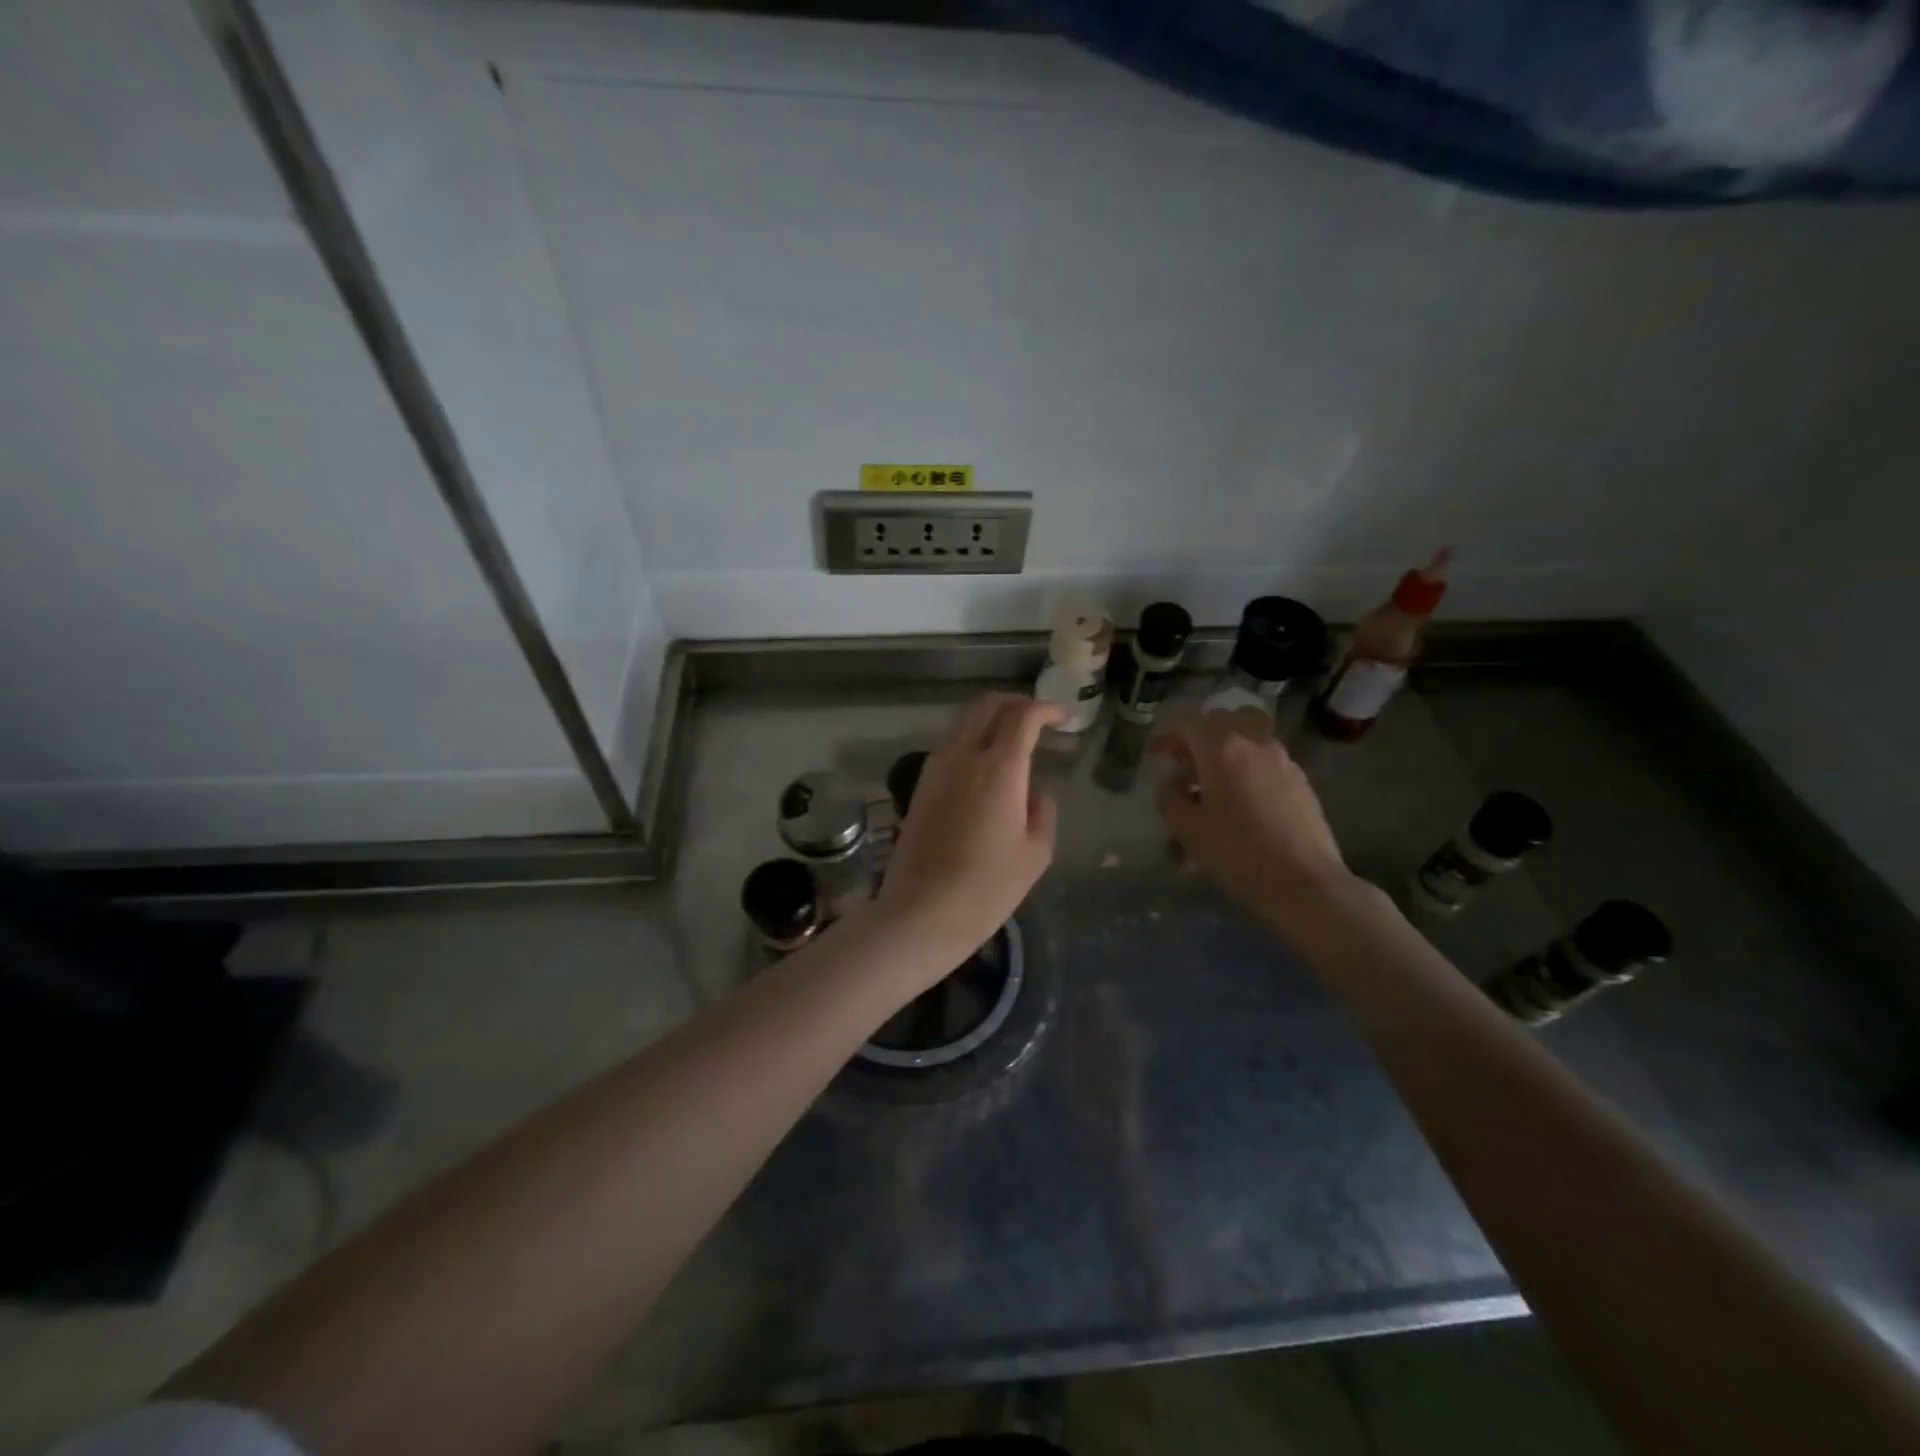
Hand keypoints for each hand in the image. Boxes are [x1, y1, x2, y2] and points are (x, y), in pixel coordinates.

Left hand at [874, 693, 1066, 977]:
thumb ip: (1043, 812)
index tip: (1063, 719)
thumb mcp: (1035, 854)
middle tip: (1038, 720)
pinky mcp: (920, 785)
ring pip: (964, 721)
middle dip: (1016, 703)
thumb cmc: (987, 888)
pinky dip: (970, 738)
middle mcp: (963, 756)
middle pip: (987, 705)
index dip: (1047, 709)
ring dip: (991, 719)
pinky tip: (984, 764)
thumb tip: (1036, 792)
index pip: (1023, 715)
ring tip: (1013, 739)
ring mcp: (936, 768)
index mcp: (999, 768)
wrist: (921, 913)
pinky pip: (949, 744)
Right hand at [1151, 712, 1354, 926]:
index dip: (1164, 734)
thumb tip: (1170, 776)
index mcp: (1222, 748)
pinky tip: (1240, 800)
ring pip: (1245, 736)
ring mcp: (1281, 758)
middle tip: (1181, 765)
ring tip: (1211, 783)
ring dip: (1222, 749)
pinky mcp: (1299, 778)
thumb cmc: (1238, 853)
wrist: (1305, 882)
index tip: (1153, 754)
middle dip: (1195, 737)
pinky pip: (1263, 758)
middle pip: (1219, 721)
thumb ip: (1169, 794)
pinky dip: (1245, 765)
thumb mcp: (1186, 828)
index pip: (1186, 722)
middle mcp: (1254, 742)